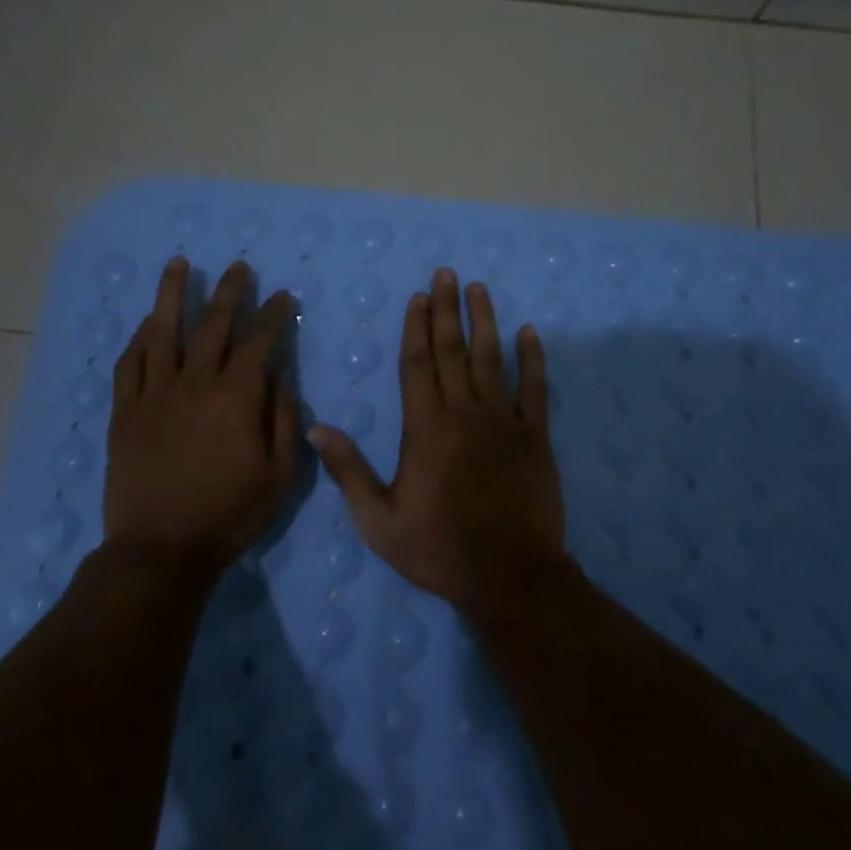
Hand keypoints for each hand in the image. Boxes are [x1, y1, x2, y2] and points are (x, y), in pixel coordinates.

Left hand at [104, 257, 300, 567]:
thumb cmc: (229, 514)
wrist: (161, 549)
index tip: (282, 296)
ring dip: (173, 294)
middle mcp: (195, 384)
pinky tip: (148, 322)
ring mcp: (154, 394)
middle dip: (231, 292)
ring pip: (163, 331)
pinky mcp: (125, 411)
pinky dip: (140, 338)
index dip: (273, 315)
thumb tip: (279, 376)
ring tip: (180, 264)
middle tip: (240, 267)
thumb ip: (283, 419)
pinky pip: (131, 363)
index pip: (258, 341)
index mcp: (236, 398)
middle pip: (213, 325)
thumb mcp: (280, 475)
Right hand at [310, 267, 567, 612]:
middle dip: (448, 310)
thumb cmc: (439, 549)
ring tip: (480, 289)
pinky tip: (529, 333)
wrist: (509, 576)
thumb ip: (348, 470)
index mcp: (425, 428)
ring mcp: (504, 421)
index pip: (417, 364)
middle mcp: (464, 413)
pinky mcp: (536, 437)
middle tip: (447, 273)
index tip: (419, 296)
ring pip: (492, 359)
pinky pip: (536, 389)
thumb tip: (314, 428)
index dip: (417, 327)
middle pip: (453, 351)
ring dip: (485, 321)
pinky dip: (533, 359)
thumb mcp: (378, 520)